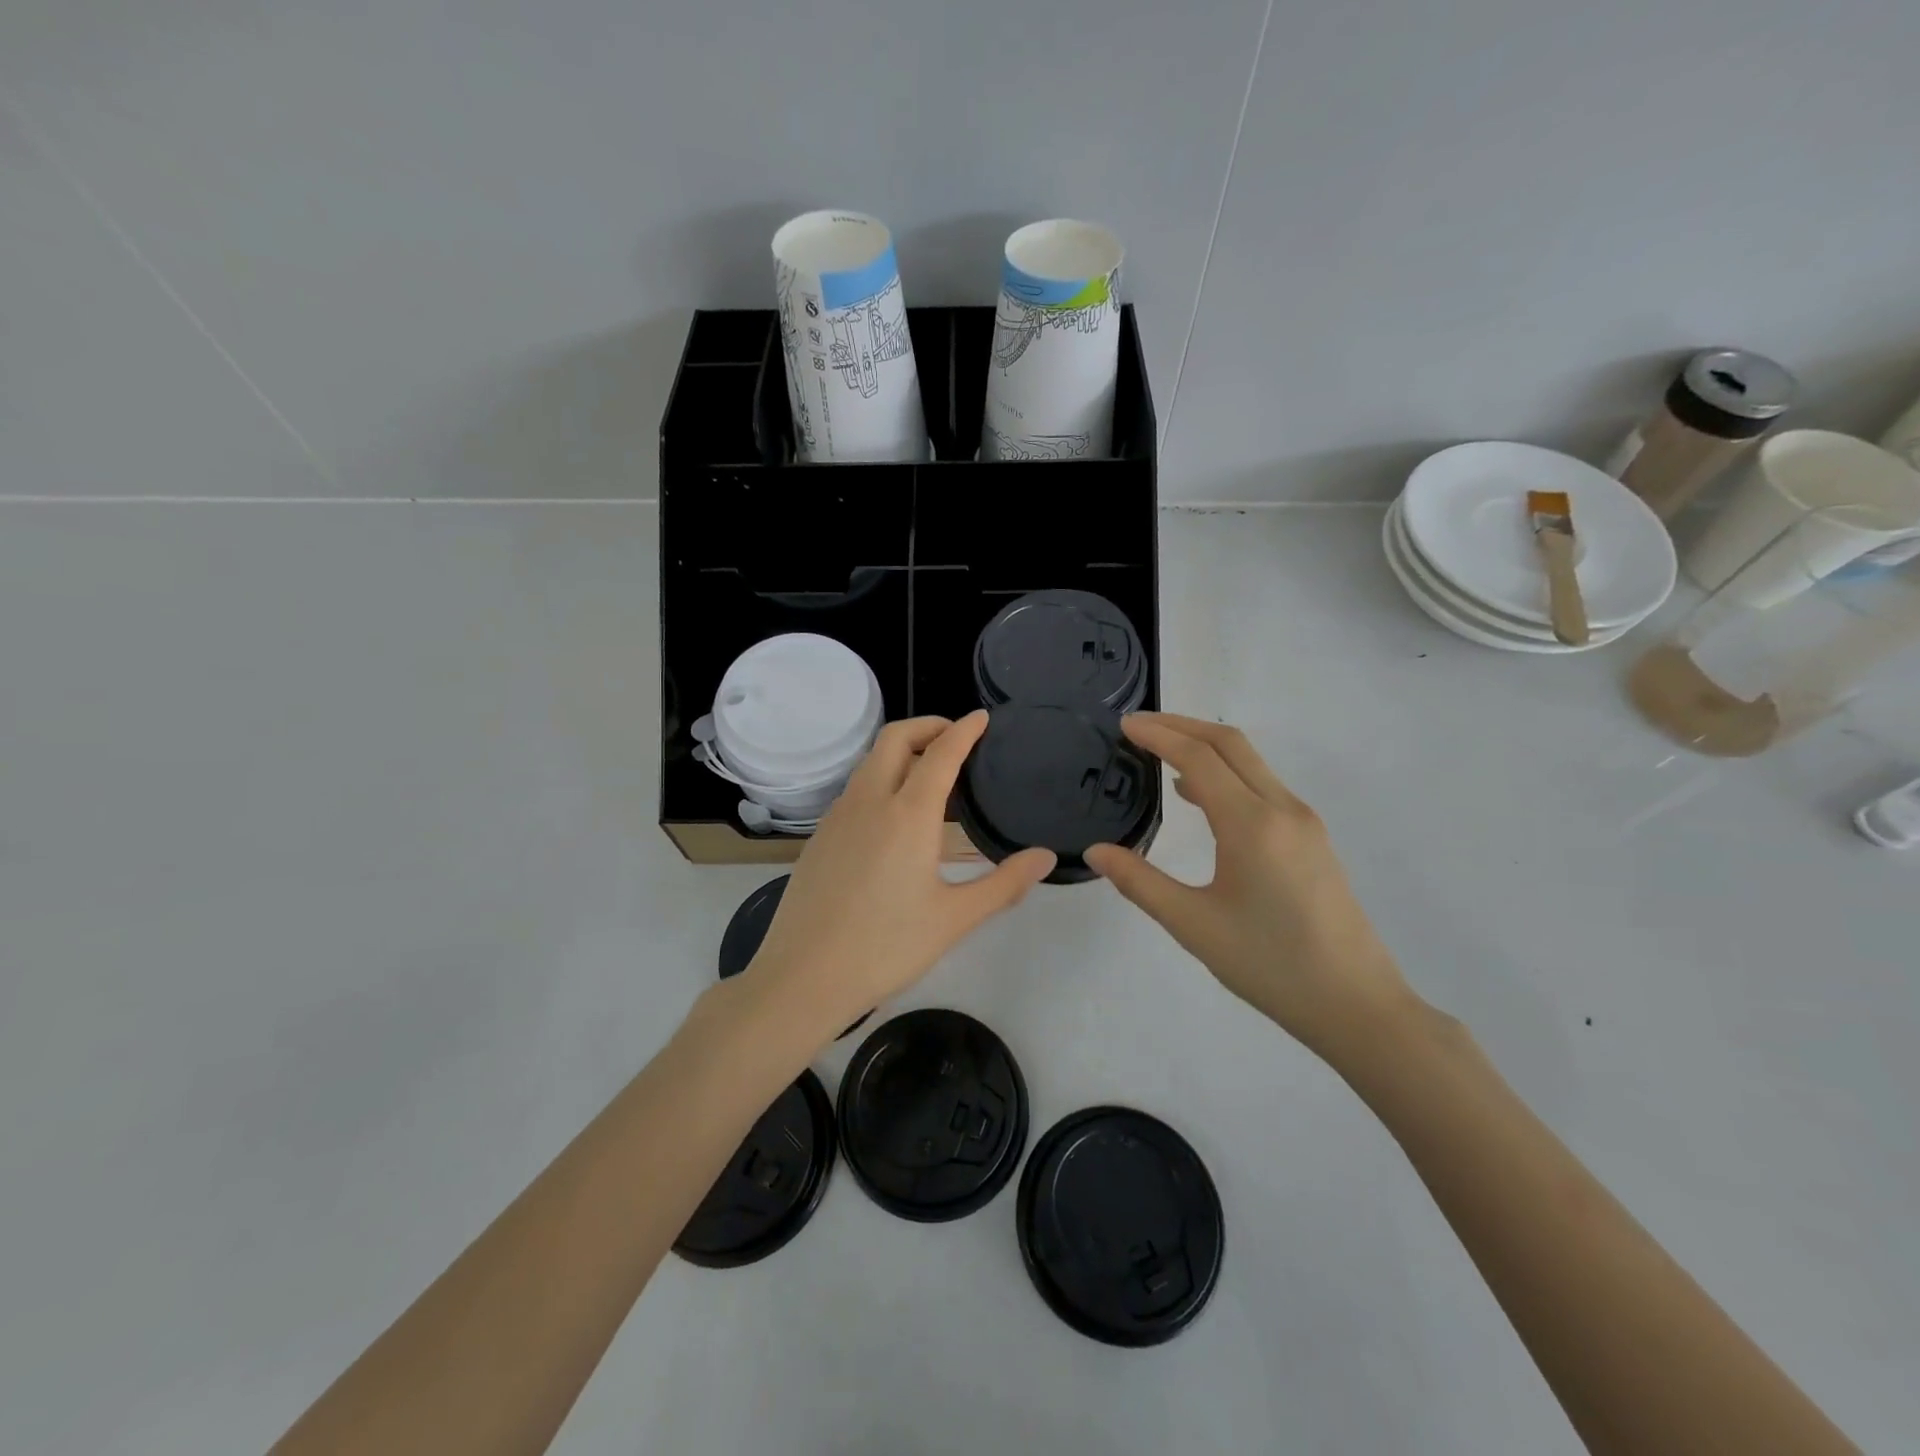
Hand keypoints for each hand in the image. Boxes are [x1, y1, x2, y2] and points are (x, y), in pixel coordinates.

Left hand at [741, 711, 1055, 1039]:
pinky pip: (855, 789)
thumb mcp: (955, 918)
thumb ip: (1004, 883)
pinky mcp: (819, 836)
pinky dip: (881, 778)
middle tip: (956, 738)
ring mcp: (838, 816)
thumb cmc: (886, 947)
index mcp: (908, 814)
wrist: (803, 977)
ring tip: (930, 774)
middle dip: (928, 726)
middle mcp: (869, 801)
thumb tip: (1045, 857)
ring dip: (901, 751)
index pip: (941, 753)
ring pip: (870, 761)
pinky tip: (894, 815)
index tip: (982, 717)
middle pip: (895, 738)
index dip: (964, 730)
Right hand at [1084, 714, 1412, 1056]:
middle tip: (1138, 726)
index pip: (1199, 758)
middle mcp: (1282, 809)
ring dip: (1206, 747)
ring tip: (1162, 752)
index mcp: (1251, 824)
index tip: (1124, 724)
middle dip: (1182, 726)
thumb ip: (1140, 882)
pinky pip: (1263, 786)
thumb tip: (1096, 851)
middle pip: (1230, 744)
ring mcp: (1304, 822)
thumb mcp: (1193, 925)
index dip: (1159, 735)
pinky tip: (1201, 797)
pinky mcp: (1313, 839)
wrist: (1356, 1005)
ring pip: (1251, 763)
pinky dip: (1227, 773)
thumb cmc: (1269, 965)